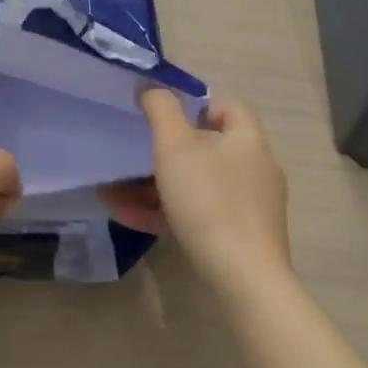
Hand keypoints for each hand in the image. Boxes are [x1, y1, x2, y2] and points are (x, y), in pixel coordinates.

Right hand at [101, 91, 291, 301]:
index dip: (195, 104)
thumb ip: (161, 110)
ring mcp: (249, 206)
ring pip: (196, 184)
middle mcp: (255, 168)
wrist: (243, 278)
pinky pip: (198, 214)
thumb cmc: (209, 202)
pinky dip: (165, 211)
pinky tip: (127, 215)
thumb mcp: (175, 147)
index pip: (227, 106)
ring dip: (154, 185)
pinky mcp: (239, 236)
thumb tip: (152, 88)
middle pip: (207, 147)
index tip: (162, 115)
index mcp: (247, 140)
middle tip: (131, 155)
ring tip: (113, 191)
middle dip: (163, 151)